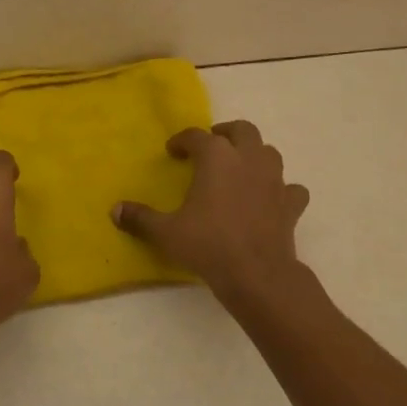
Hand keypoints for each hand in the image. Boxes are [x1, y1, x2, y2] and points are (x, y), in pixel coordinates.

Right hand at [112, 120, 309, 302]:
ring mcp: (274, 180)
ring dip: (254, 155)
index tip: (172, 151)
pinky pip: (290, 188)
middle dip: (225, 134)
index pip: (196, 136)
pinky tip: (270, 199)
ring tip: (239, 169)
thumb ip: (140, 218)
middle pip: (241, 130)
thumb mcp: (166, 232)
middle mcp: (247, 159)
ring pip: (269, 152)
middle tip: (211, 146)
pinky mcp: (291, 204)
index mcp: (216, 157)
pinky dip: (281, 189)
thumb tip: (115, 210)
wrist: (258, 275)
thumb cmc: (208, 244)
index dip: (181, 140)